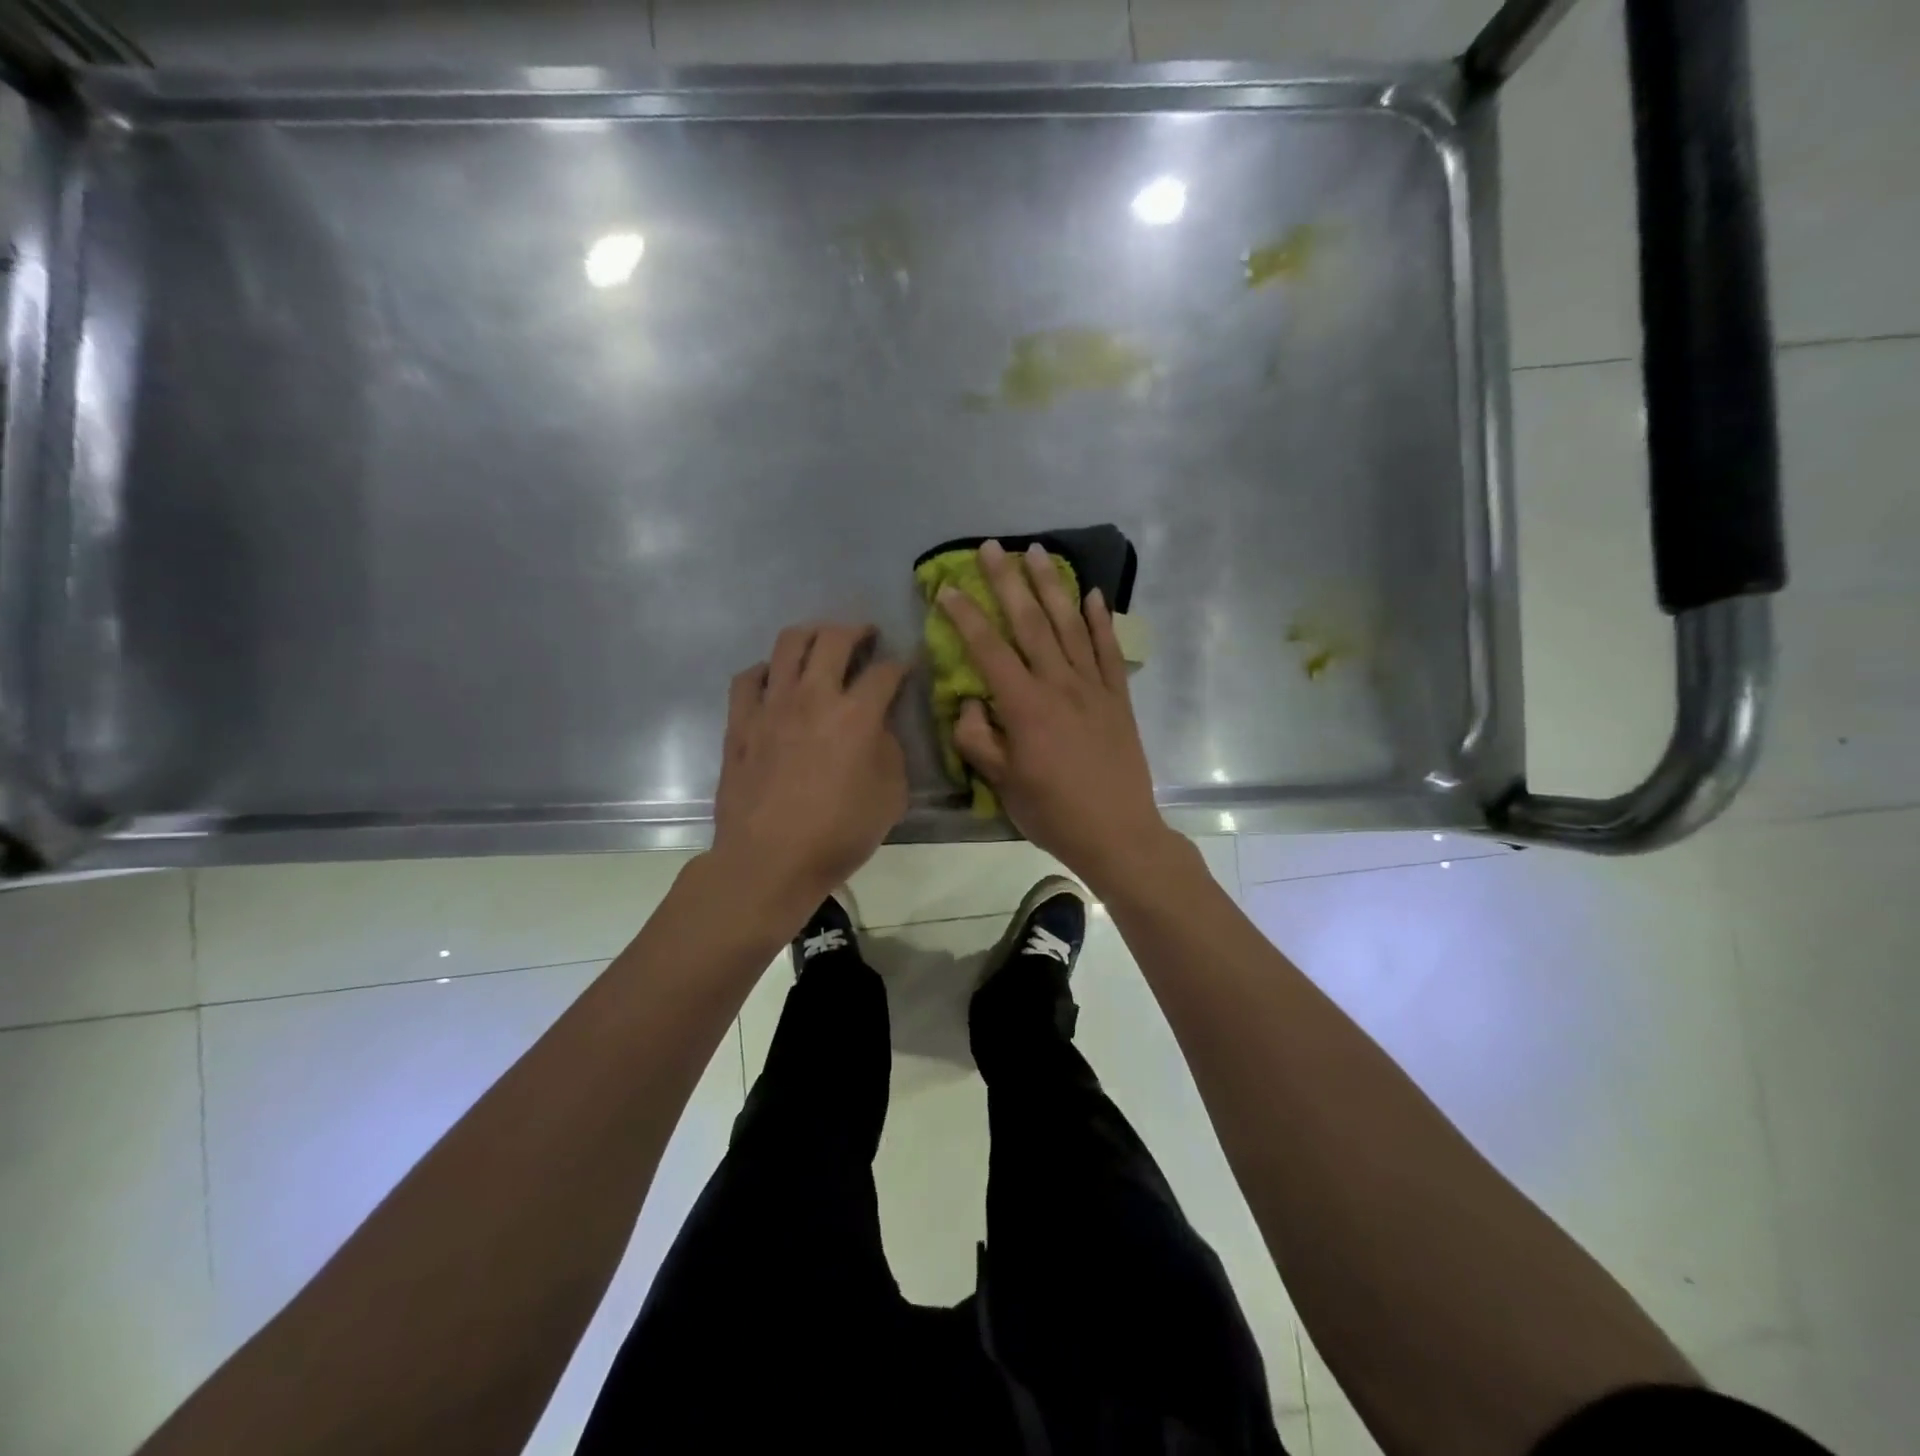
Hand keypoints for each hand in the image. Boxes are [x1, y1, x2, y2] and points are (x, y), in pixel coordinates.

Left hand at [712, 623, 909, 927]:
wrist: (769, 860)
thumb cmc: (838, 835)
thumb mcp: (890, 797)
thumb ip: (890, 751)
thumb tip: (877, 728)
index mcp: (857, 715)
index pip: (886, 671)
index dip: (902, 664)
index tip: (906, 665)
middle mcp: (814, 696)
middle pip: (834, 638)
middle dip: (857, 630)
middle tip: (866, 636)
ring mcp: (771, 705)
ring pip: (788, 643)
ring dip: (811, 635)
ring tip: (821, 643)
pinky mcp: (740, 722)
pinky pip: (749, 677)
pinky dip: (766, 671)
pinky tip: (775, 680)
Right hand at [938, 539, 1173, 894]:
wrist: (1117, 833)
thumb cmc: (1052, 812)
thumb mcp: (1002, 783)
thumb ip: (978, 738)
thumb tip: (970, 701)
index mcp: (1025, 707)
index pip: (988, 650)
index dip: (965, 617)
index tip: (947, 589)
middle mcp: (1059, 685)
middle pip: (1030, 623)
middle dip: (1008, 582)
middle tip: (992, 547)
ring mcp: (1094, 687)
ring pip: (1070, 625)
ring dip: (1052, 586)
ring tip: (1038, 552)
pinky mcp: (1119, 698)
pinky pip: (1109, 650)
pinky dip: (1101, 620)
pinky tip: (1092, 594)